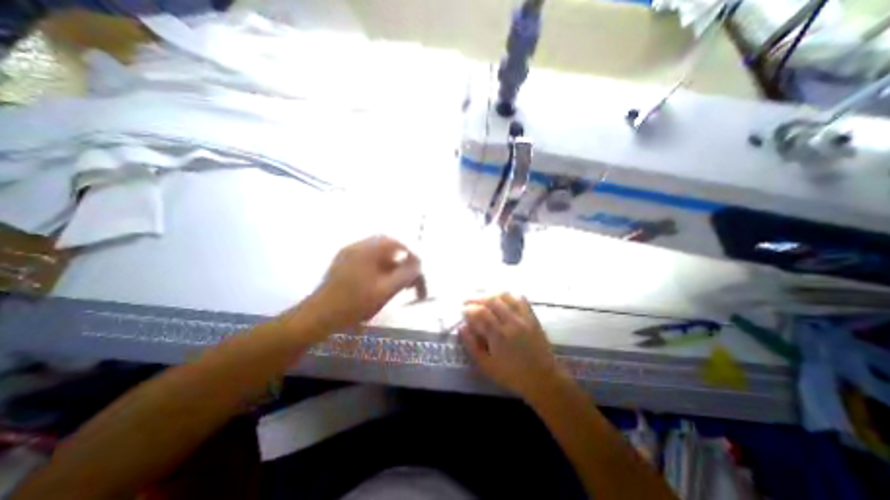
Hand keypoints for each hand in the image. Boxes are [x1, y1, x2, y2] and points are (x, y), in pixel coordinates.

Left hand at [286, 237, 420, 337]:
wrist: (318, 317)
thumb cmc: (354, 304)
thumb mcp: (385, 290)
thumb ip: (405, 274)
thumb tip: (419, 263)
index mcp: (367, 250)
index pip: (397, 244)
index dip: (411, 257)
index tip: (418, 273)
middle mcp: (357, 247)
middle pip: (388, 248)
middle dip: (402, 262)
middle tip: (409, 279)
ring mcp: (348, 254)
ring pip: (378, 255)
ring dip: (392, 266)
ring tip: (399, 284)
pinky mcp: (343, 264)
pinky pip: (368, 260)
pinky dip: (380, 269)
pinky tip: (382, 283)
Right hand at [458, 295, 561, 400]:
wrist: (543, 379)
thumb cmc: (512, 375)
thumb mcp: (486, 366)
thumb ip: (472, 346)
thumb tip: (462, 327)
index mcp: (499, 336)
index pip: (480, 313)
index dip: (469, 309)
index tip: (462, 310)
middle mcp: (511, 322)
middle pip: (491, 300)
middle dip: (476, 298)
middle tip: (467, 301)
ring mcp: (524, 317)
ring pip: (505, 296)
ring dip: (490, 294)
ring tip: (482, 298)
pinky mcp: (532, 317)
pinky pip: (520, 298)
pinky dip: (508, 295)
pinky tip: (502, 299)